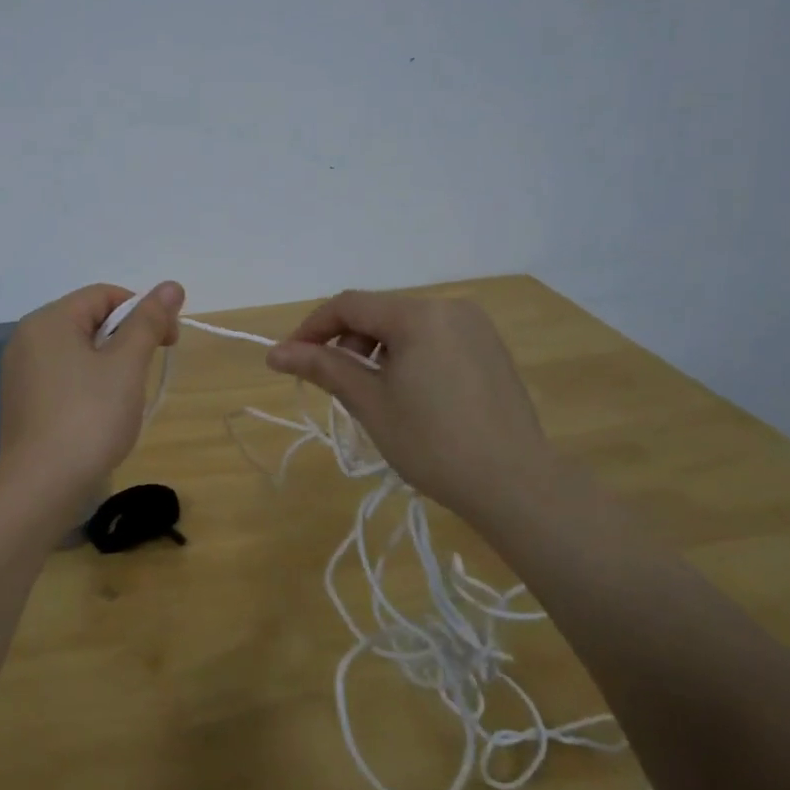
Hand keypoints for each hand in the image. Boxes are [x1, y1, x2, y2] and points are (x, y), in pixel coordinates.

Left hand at [0, 282, 183, 516]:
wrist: (41, 487)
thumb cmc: (88, 418)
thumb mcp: (127, 365)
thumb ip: (148, 321)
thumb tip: (172, 285)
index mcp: (49, 320)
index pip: (105, 295)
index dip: (143, 311)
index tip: (168, 342)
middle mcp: (28, 338)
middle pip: (90, 320)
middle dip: (127, 339)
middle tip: (149, 371)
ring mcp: (22, 372)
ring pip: (79, 350)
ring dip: (111, 364)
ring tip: (126, 397)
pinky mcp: (24, 401)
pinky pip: (65, 376)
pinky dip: (90, 384)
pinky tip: (102, 413)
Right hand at [265, 291, 558, 524]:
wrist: (514, 483)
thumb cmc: (432, 443)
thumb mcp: (369, 403)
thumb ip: (323, 368)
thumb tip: (275, 352)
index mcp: (418, 315)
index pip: (349, 305)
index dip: (311, 328)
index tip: (288, 359)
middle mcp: (449, 308)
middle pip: (379, 313)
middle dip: (346, 343)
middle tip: (332, 385)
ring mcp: (475, 327)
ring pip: (407, 327)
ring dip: (376, 351)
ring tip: (371, 395)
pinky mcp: (490, 349)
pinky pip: (434, 340)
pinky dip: (408, 357)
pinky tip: (409, 396)